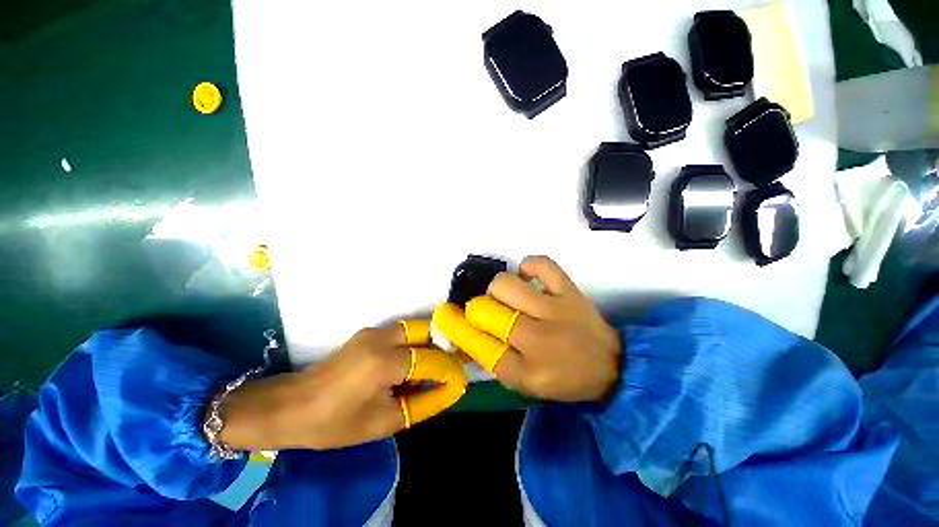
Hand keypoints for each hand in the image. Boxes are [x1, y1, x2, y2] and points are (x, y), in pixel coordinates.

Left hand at [214, 321, 466, 450]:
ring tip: (438, 362)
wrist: (291, 407)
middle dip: (444, 345)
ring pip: (415, 328)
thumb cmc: (335, 423)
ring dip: (430, 342)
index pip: (431, 359)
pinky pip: (402, 332)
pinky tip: (415, 361)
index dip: (450, 370)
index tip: (461, 381)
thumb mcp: (384, 421)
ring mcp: (373, 331)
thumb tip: (451, 389)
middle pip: (426, 330)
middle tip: (453, 363)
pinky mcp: (368, 333)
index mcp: (385, 361)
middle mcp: (382, 337)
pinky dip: (416, 342)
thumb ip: (424, 402)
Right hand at [434, 256, 620, 401]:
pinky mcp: (570, 291)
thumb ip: (493, 359)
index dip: (457, 329)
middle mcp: (538, 340)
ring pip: (505, 285)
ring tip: (505, 296)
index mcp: (525, 371)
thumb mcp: (524, 382)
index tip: (448, 319)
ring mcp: (555, 310)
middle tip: (485, 312)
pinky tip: (526, 276)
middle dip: (477, 309)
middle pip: (486, 311)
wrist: (609, 366)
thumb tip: (463, 333)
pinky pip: (541, 264)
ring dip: (496, 289)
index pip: (477, 346)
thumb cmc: (563, 378)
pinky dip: (528, 265)